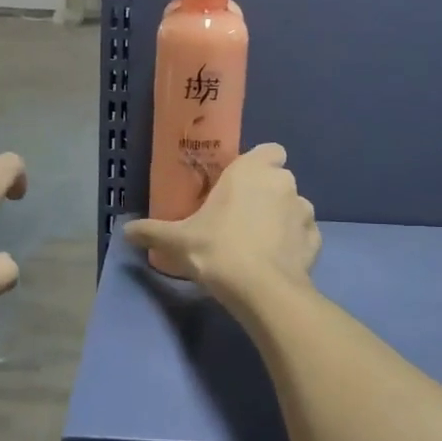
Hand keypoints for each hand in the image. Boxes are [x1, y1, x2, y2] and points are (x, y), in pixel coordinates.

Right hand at [125, 144, 318, 300]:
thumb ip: (151, 231)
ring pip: (295, 207)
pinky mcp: (317, 241)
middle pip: (279, 179)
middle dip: (266, 193)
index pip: (270, 150)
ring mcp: (305, 212)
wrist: (262, 290)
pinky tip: (276, 262)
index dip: (259, 164)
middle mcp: (283, 183)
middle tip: (240, 217)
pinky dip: (294, 244)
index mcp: (252, 171)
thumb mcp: (177, 241)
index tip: (240, 184)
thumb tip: (124, 231)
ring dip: (281, 218)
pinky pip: (304, 236)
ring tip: (259, 243)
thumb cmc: (218, 249)